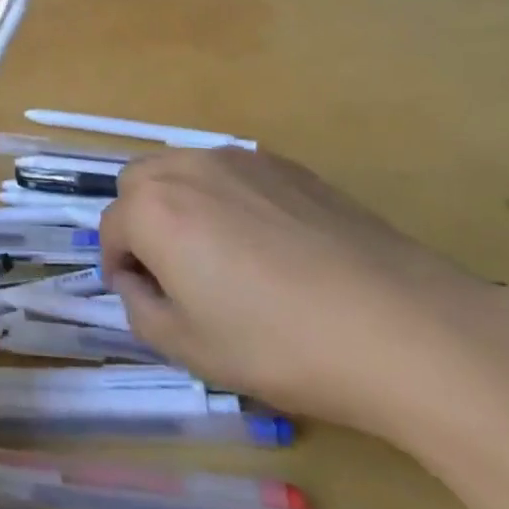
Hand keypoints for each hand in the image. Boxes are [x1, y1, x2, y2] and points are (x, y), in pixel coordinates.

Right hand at [99, 147, 499, 436]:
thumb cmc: (280, 343)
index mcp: (153, 209)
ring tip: (223, 255)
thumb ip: (141, 310)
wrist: (397, 324)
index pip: (110, 229)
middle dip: (141, 221)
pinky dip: (227, 198)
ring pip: (183, 170)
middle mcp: (187, 168)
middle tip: (175, 271)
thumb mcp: (191, 350)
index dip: (119, 268)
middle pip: (138, 183)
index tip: (146, 299)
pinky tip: (270, 245)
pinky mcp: (284, 163)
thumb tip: (140, 282)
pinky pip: (232, 173)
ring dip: (181, 203)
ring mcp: (238, 158)